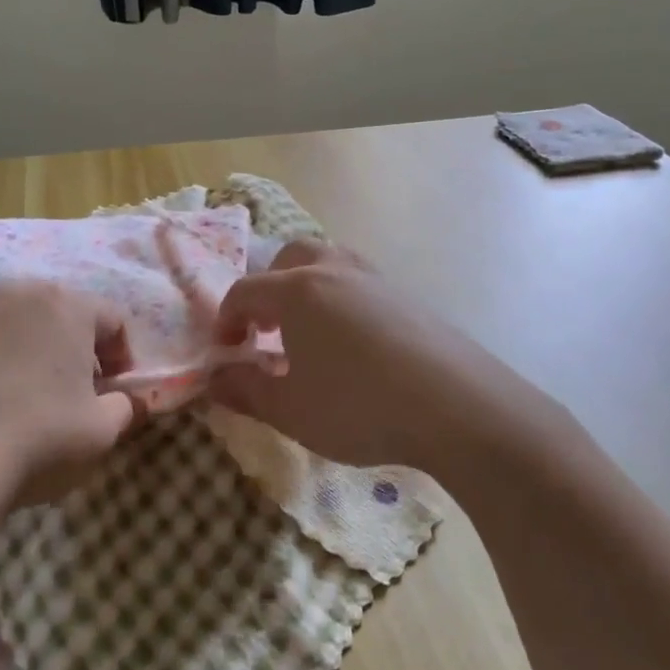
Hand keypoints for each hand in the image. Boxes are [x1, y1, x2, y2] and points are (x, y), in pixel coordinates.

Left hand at [0, 282, 138, 521]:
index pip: (113, 320)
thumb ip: (125, 408)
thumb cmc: (38, 435)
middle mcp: (22, 294)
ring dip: (40, 354)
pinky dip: (3, 364)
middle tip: (82, 391)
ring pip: (24, 326)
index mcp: (68, 305)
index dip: (124, 356)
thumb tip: (127, 401)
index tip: (118, 390)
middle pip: (66, 315)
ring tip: (38, 398)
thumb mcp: (101, 430)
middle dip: (80, 349)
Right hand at [208, 240, 497, 469]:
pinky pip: (361, 284)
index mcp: (297, 291)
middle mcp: (335, 272)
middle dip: (268, 290)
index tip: (226, 352)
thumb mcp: (290, 410)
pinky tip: (353, 346)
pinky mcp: (409, 298)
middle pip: (290, 259)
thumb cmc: (358, 406)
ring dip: (307, 290)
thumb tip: (213, 380)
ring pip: (330, 264)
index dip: (226, 319)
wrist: (456, 406)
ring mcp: (376, 280)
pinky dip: (342, 302)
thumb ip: (244, 391)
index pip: (245, 291)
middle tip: (266, 330)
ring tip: (309, 334)